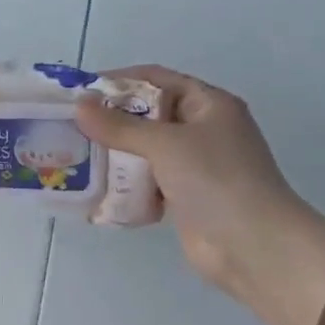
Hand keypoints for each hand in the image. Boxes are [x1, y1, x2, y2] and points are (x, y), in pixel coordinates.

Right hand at [76, 66, 324, 324]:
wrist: (252, 245)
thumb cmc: (215, 179)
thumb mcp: (165, 144)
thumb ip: (120, 126)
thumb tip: (79, 105)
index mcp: (209, 105)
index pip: (158, 79)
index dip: (121, 80)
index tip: (83, 91)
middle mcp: (203, 130)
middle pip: (149, 115)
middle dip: (112, 121)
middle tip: (72, 126)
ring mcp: (195, 166)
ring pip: (146, 151)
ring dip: (116, 154)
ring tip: (77, 156)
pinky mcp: (185, 197)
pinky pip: (148, 182)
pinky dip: (127, 184)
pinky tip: (98, 188)